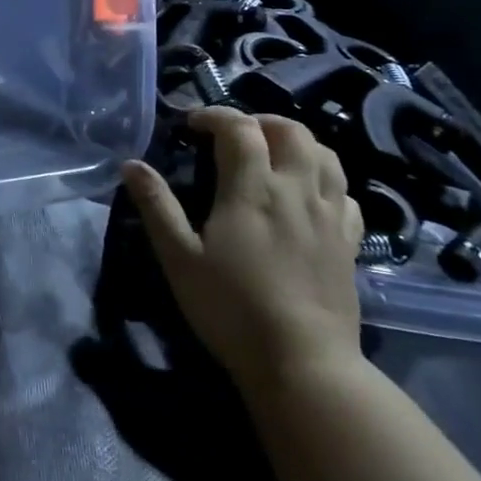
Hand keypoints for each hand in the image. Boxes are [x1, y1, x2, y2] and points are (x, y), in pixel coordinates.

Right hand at [121, 107, 362, 395]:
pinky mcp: (350, 243)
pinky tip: (308, 194)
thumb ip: (156, 206)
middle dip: (259, 121)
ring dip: (296, 142)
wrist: (303, 364)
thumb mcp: (179, 258)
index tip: (191, 124)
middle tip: (232, 134)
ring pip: (325, 155)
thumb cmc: (232, 309)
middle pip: (291, 131)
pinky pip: (346, 193)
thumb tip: (131, 164)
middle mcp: (297, 190)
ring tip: (271, 153)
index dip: (215, 115)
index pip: (240, 128)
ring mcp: (330, 216)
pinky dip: (325, 178)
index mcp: (253, 189)